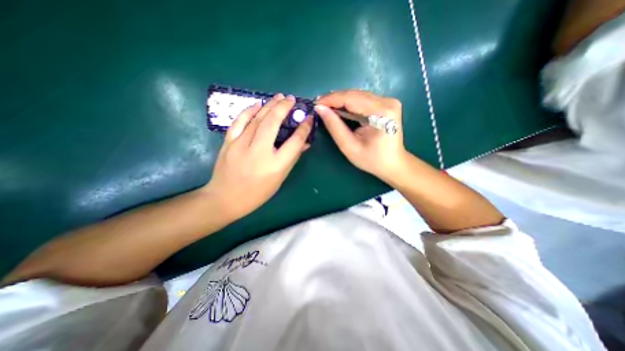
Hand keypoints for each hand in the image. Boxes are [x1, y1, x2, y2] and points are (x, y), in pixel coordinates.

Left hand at [205, 93, 311, 218]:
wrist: (225, 198)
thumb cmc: (258, 193)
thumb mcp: (280, 178)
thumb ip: (292, 158)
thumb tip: (304, 143)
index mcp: (276, 165)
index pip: (294, 142)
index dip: (304, 128)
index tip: (309, 118)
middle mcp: (259, 152)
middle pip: (273, 123)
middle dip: (284, 108)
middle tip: (292, 99)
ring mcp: (241, 145)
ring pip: (257, 119)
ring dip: (269, 105)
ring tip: (279, 97)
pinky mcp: (229, 143)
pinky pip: (239, 121)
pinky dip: (249, 111)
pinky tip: (257, 104)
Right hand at [315, 90, 407, 181]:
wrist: (393, 164)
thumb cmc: (371, 160)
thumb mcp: (349, 146)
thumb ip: (334, 126)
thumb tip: (320, 109)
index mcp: (381, 112)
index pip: (351, 98)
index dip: (331, 99)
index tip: (315, 103)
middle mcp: (387, 101)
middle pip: (354, 94)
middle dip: (334, 99)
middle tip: (319, 106)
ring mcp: (388, 101)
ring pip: (358, 95)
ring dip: (341, 100)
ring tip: (326, 107)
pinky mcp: (386, 104)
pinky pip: (363, 100)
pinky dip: (349, 104)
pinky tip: (339, 108)